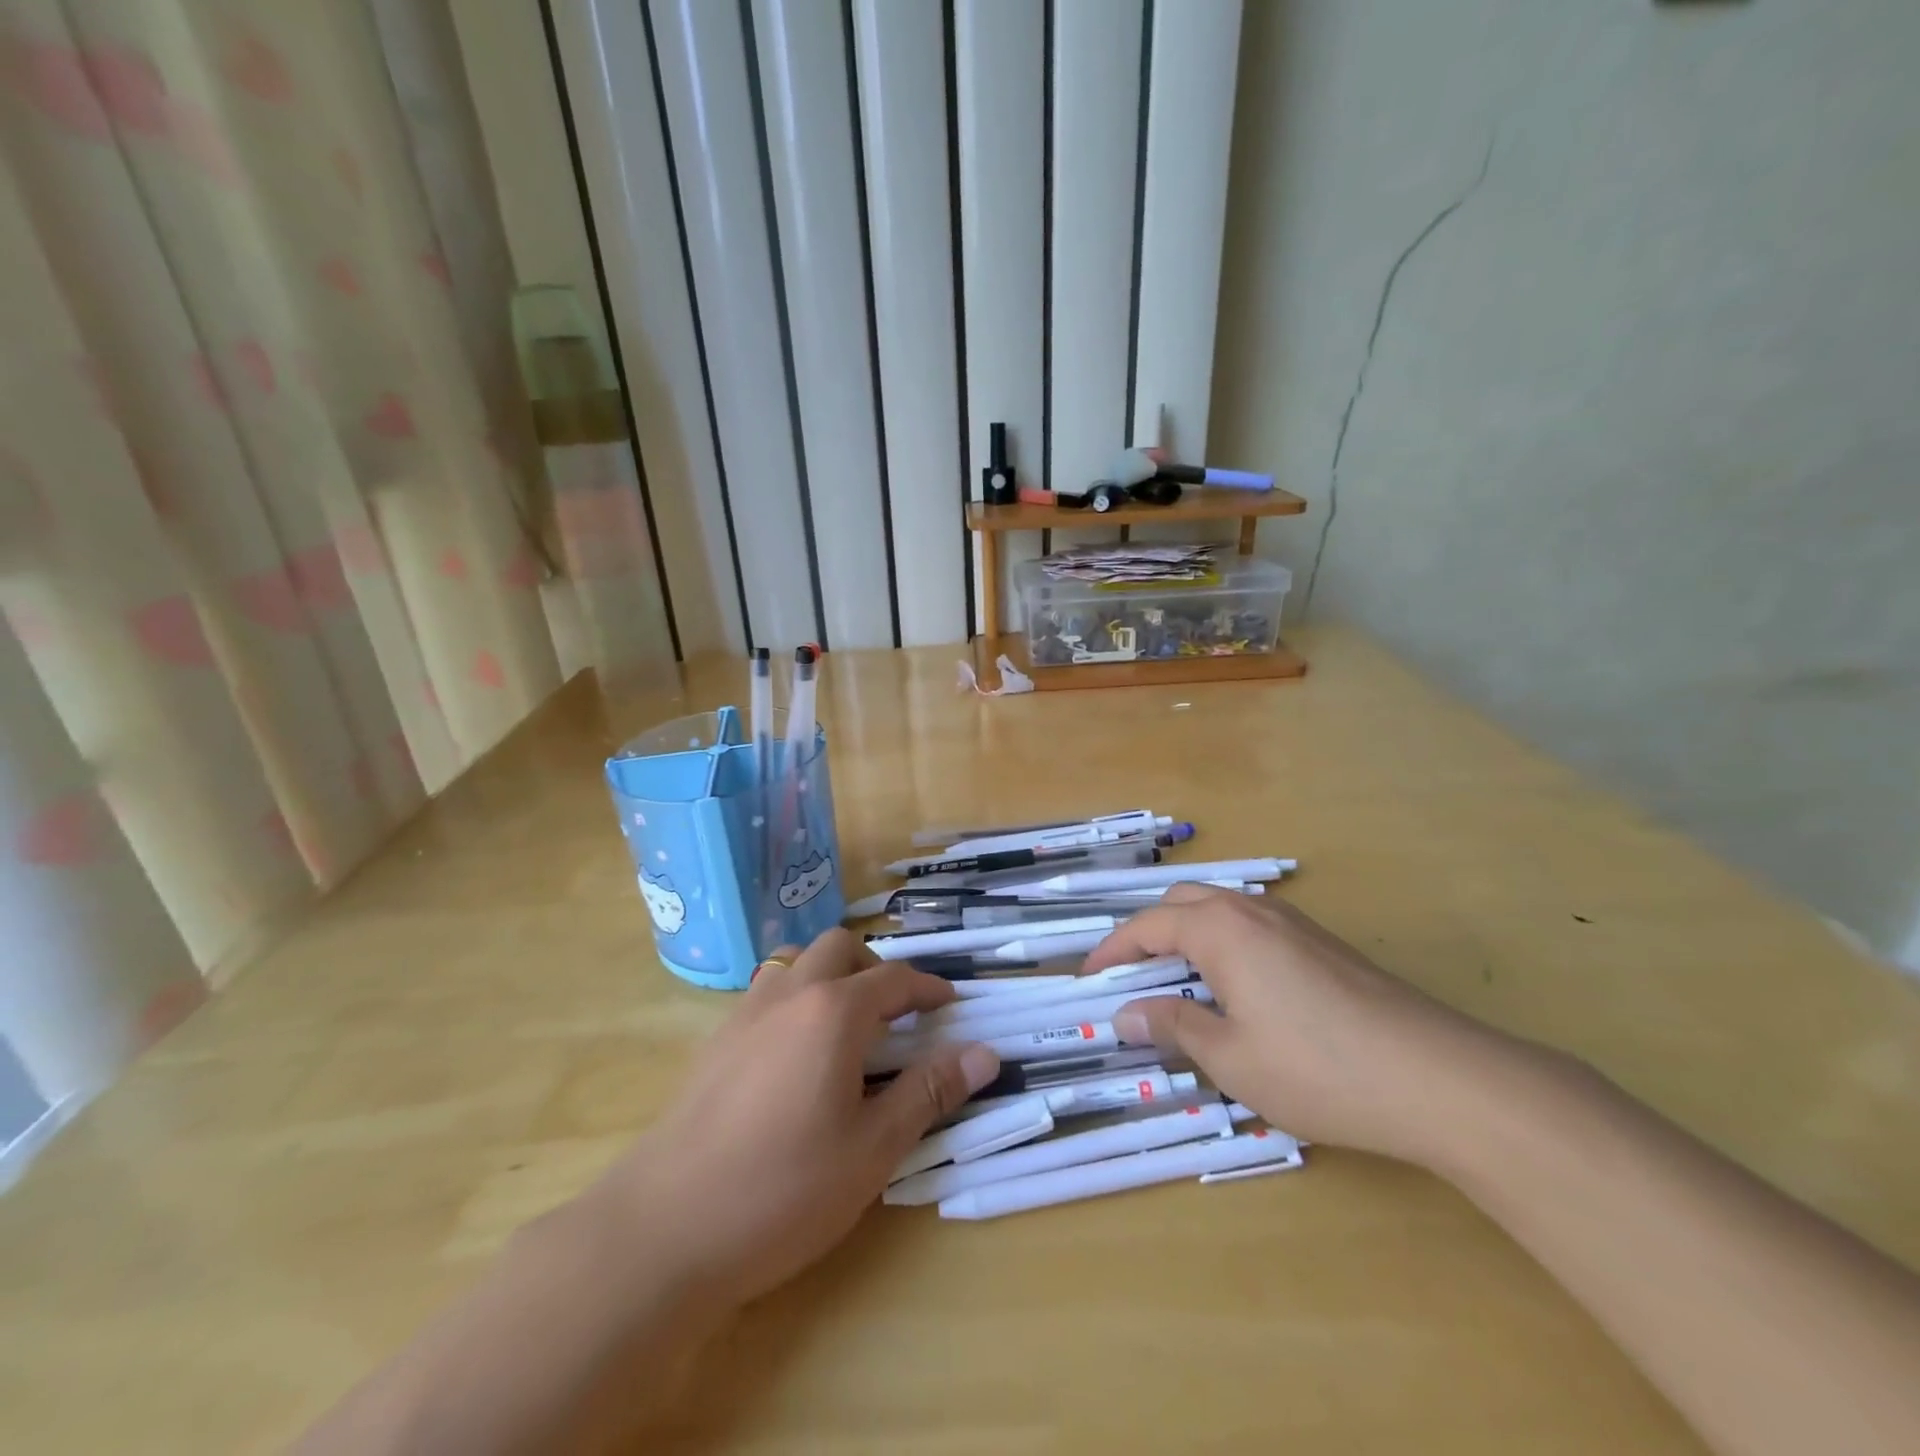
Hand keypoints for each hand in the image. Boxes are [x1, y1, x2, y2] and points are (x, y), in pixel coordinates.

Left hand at [602, 930, 999, 1309]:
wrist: (663, 1229)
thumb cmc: (783, 1189)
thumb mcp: (873, 1148)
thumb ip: (929, 1092)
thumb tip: (985, 1053)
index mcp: (834, 1011)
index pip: (895, 978)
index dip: (929, 987)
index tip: (950, 1004)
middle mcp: (789, 994)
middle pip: (839, 948)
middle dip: (874, 967)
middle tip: (895, 1014)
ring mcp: (745, 1013)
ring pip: (794, 961)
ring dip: (828, 975)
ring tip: (844, 1027)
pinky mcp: (714, 1041)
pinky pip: (765, 993)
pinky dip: (794, 999)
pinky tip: (794, 1058)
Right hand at [1083, 884, 1518, 1166]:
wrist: (1439, 1078)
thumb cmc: (1318, 1069)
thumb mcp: (1231, 1058)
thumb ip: (1172, 1027)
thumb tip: (1125, 1014)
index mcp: (1220, 929)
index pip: (1147, 926)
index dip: (1112, 951)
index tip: (1088, 979)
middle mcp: (1252, 910)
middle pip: (1182, 904)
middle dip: (1147, 934)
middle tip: (1131, 978)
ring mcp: (1294, 923)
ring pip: (1221, 910)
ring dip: (1187, 935)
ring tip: (1177, 983)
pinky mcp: (1323, 943)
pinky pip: (1253, 926)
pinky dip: (1223, 944)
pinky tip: (1237, 988)